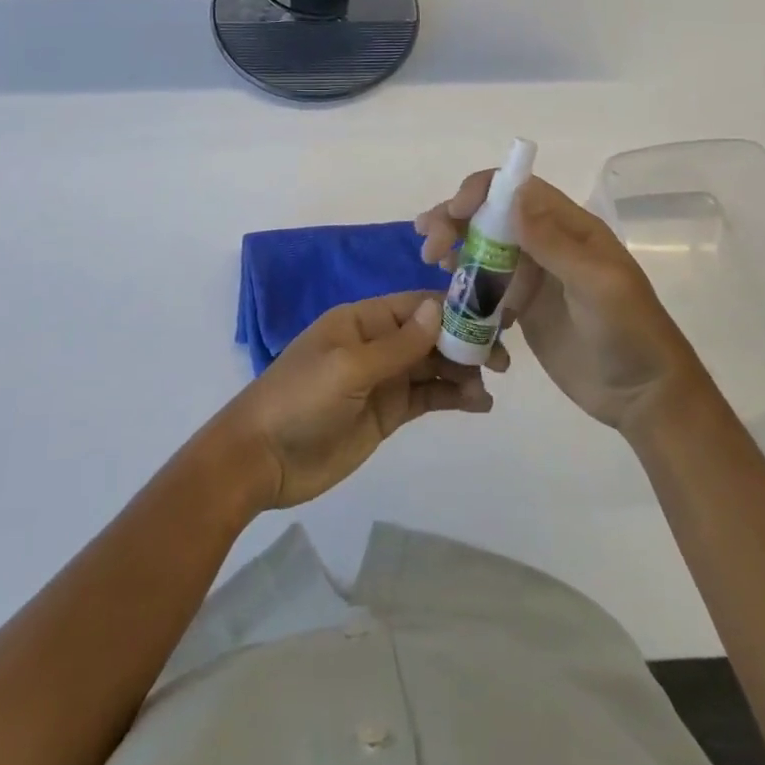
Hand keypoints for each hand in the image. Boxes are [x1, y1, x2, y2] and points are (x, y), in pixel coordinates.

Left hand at [214, 291, 500, 509]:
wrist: (261, 458)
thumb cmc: (301, 399)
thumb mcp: (349, 366)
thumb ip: (398, 344)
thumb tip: (440, 308)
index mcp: (362, 319)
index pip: (416, 306)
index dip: (454, 310)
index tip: (492, 320)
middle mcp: (376, 343)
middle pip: (430, 335)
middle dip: (465, 343)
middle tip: (502, 361)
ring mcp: (383, 379)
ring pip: (433, 367)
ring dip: (463, 373)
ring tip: (488, 389)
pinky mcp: (387, 413)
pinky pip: (427, 397)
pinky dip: (453, 398)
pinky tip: (478, 405)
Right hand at [416, 174, 701, 437]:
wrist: (643, 396)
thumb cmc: (629, 333)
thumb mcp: (597, 285)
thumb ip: (553, 242)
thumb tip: (512, 194)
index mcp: (569, 226)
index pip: (517, 189)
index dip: (480, 192)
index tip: (452, 213)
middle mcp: (547, 242)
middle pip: (491, 215)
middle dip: (456, 220)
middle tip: (430, 247)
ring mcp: (533, 275)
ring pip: (483, 247)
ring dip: (455, 248)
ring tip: (434, 264)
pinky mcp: (522, 307)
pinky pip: (485, 286)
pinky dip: (464, 285)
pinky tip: (450, 298)